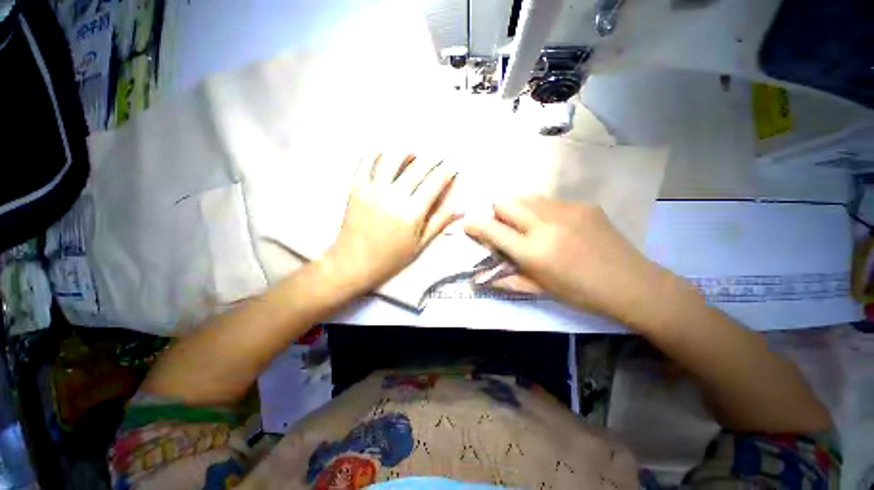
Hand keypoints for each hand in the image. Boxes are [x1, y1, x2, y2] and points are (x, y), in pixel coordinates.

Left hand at [324, 153, 459, 290]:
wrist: (353, 263)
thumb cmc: (391, 258)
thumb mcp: (420, 244)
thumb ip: (440, 222)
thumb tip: (461, 207)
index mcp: (411, 213)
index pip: (435, 182)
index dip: (448, 169)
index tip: (454, 163)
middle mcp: (393, 196)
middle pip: (418, 165)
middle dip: (434, 155)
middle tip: (440, 153)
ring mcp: (372, 189)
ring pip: (391, 156)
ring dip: (407, 150)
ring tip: (414, 153)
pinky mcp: (356, 187)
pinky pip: (366, 161)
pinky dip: (378, 153)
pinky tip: (387, 155)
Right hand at [464, 196, 666, 322]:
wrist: (631, 284)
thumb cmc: (580, 293)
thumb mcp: (540, 290)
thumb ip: (507, 280)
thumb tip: (478, 278)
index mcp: (533, 250)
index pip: (492, 230)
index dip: (475, 225)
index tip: (467, 224)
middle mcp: (545, 224)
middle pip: (506, 202)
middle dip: (497, 213)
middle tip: (505, 227)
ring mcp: (566, 210)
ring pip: (527, 197)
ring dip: (519, 209)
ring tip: (529, 224)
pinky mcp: (583, 204)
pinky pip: (550, 201)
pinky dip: (542, 210)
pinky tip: (556, 226)